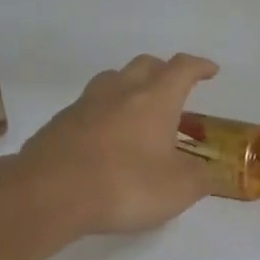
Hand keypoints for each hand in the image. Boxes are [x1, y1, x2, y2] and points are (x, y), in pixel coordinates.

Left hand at [18, 54, 218, 236]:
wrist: (49, 194)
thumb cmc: (124, 185)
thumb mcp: (178, 190)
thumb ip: (199, 178)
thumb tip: (206, 172)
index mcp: (155, 99)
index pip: (182, 69)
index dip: (199, 67)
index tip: (210, 71)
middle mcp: (119, 91)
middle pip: (145, 65)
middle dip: (163, 71)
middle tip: (174, 90)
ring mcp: (84, 105)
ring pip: (112, 80)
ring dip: (129, 87)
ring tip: (138, 110)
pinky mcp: (59, 124)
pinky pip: (88, 108)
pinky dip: (103, 114)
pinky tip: (105, 139)